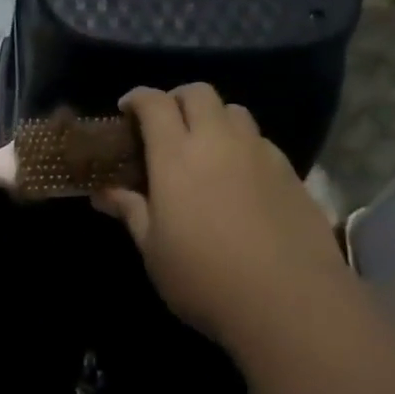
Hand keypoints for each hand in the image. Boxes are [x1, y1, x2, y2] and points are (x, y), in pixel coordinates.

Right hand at [93, 85, 345, 343]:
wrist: (288, 300)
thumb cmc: (204, 278)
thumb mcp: (153, 249)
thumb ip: (130, 211)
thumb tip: (104, 191)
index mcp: (176, 156)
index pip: (155, 102)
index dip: (138, 98)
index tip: (126, 110)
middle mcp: (219, 141)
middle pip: (198, 93)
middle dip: (176, 99)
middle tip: (164, 125)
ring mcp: (259, 153)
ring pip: (234, 111)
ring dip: (213, 118)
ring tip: (204, 148)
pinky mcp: (290, 172)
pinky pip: (260, 141)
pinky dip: (242, 144)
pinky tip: (238, 177)